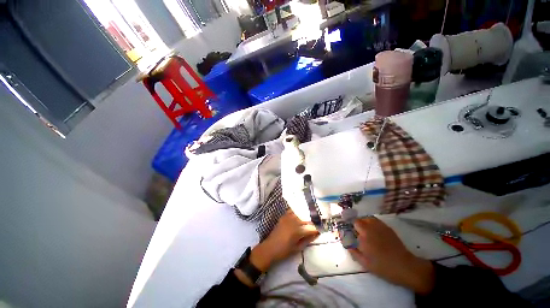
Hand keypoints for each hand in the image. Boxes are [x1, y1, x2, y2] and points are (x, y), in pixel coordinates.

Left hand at [251, 209, 318, 271]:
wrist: (269, 248)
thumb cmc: (284, 251)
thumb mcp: (298, 248)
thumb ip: (308, 239)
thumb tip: (316, 233)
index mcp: (298, 231)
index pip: (311, 228)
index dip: (318, 229)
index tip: (322, 229)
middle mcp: (293, 221)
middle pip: (307, 219)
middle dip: (313, 222)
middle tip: (318, 224)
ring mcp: (288, 217)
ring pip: (300, 213)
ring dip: (306, 216)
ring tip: (310, 219)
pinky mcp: (284, 216)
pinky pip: (292, 211)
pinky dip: (297, 212)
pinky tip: (300, 214)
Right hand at [349, 217, 434, 294]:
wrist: (405, 266)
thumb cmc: (383, 267)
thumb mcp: (365, 263)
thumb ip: (352, 250)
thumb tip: (344, 240)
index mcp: (362, 239)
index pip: (349, 229)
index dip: (346, 229)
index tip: (345, 233)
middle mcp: (369, 230)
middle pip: (356, 221)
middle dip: (353, 225)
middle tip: (355, 232)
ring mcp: (378, 227)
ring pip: (365, 218)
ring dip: (361, 222)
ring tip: (362, 229)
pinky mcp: (385, 227)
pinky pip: (373, 219)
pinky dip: (369, 221)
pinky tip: (371, 228)